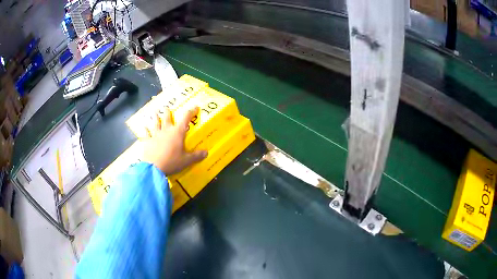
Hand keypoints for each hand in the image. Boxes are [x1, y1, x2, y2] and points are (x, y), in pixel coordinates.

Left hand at [142, 106, 207, 175]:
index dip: (190, 111)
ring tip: (154, 111)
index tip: (194, 107)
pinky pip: (146, 133)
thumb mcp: (186, 161)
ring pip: (155, 123)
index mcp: (177, 133)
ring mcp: (155, 135)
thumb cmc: (171, 162)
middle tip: (167, 108)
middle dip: (168, 112)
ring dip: (155, 116)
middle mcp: (166, 130)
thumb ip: (196, 156)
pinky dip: (145, 129)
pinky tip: (143, 126)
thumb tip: (206, 152)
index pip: (185, 118)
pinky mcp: (148, 141)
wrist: (154, 168)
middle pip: (167, 118)